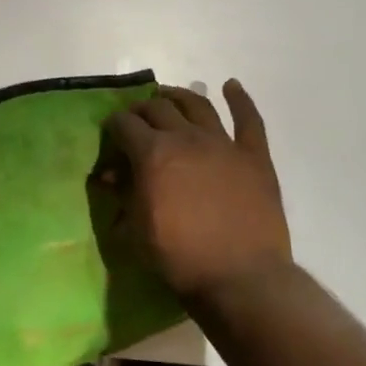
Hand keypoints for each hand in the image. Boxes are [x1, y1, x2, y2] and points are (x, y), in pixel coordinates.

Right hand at [102, 80, 292, 303]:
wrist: (242, 279)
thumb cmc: (180, 257)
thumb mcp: (136, 229)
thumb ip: (123, 194)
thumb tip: (111, 176)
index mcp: (153, 153)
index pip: (124, 124)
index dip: (114, 126)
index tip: (111, 135)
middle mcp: (186, 137)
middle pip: (158, 108)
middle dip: (141, 109)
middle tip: (136, 119)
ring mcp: (223, 144)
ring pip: (197, 105)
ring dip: (179, 96)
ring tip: (169, 96)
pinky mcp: (254, 156)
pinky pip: (248, 120)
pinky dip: (239, 100)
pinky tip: (231, 86)